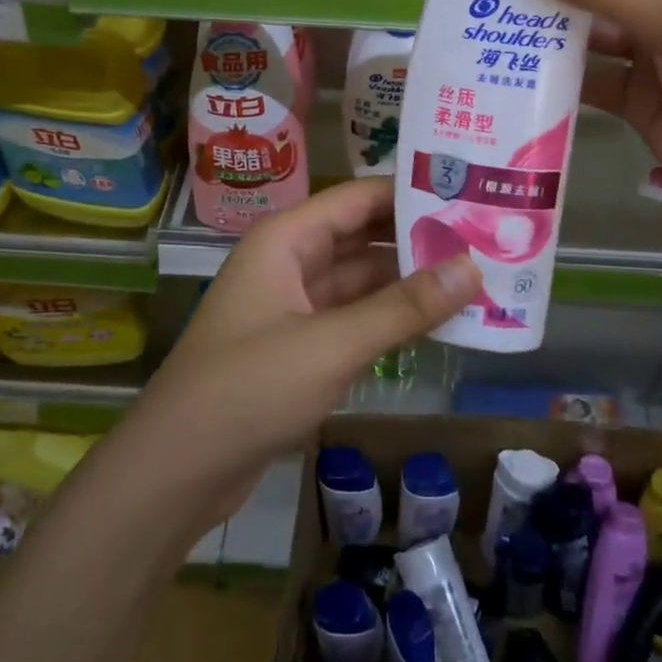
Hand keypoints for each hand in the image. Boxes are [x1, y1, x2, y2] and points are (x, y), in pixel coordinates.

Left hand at [126, 178, 480, 521]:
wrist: (177, 469)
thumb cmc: (249, 388)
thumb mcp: (332, 344)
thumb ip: (403, 307)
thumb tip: (472, 267)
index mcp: (286, 240)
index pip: (358, 198)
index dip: (410, 193)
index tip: (469, 192)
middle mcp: (288, 262)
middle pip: (362, 237)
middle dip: (417, 239)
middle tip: (485, 237)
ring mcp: (292, 306)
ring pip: (360, 281)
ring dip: (408, 282)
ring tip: (475, 277)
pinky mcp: (298, 347)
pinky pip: (352, 318)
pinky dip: (389, 319)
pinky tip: (436, 322)